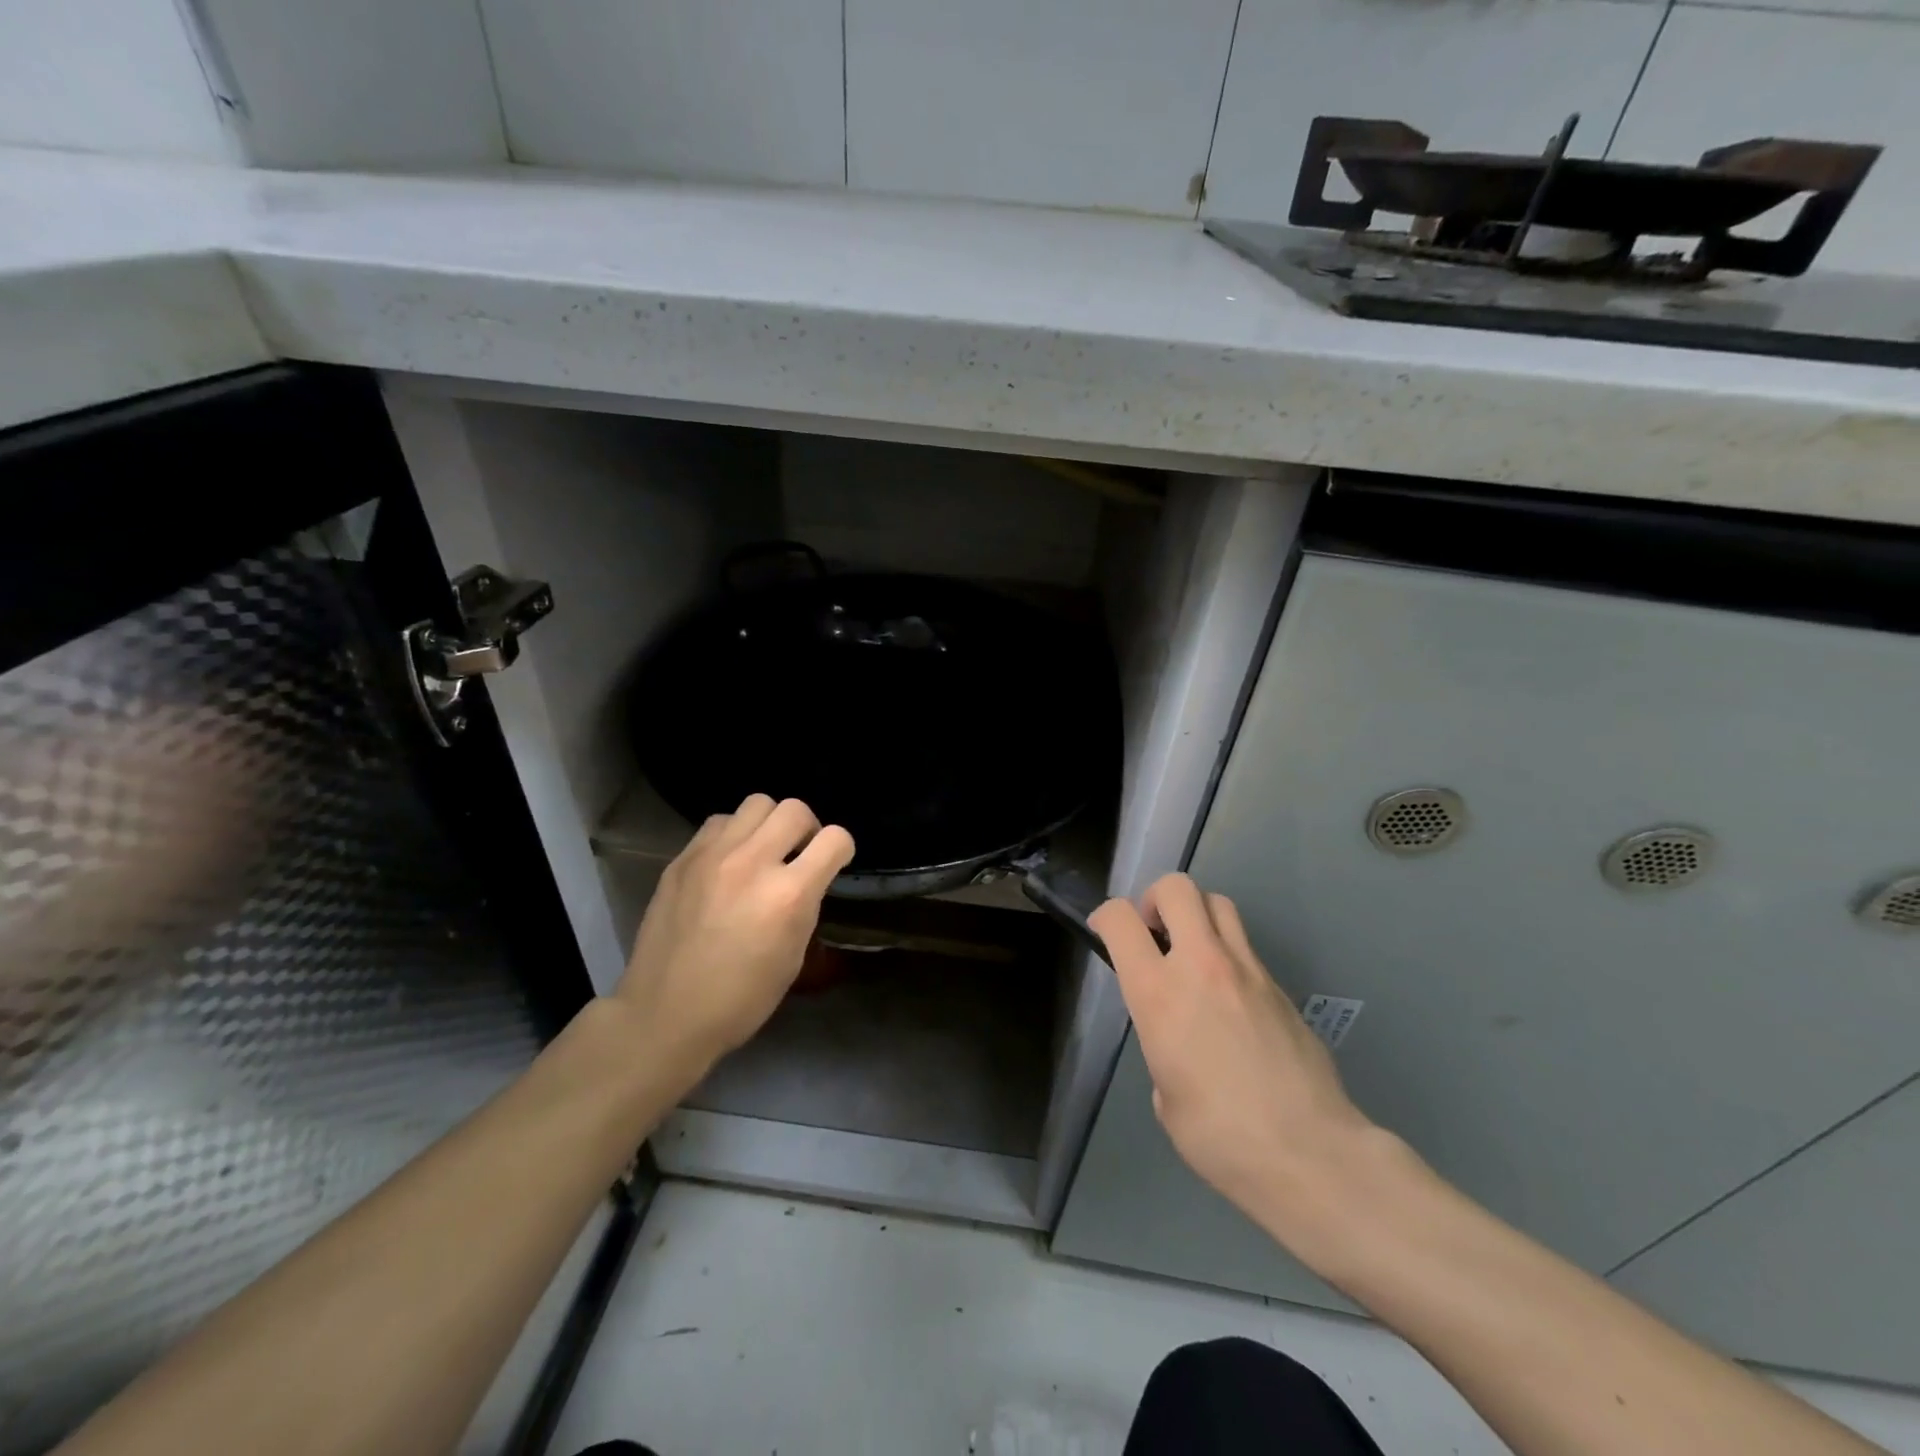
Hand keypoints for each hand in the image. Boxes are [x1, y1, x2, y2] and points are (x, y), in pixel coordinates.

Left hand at [613, 794, 853, 1075]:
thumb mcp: (793, 957)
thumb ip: (805, 905)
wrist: (665, 1015)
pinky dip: (734, 834)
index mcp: (789, 895)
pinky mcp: (682, 858)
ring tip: (761, 851)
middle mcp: (753, 863)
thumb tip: (807, 880)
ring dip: (769, 824)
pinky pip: (720, 822)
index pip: (835, 839)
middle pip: (795, 809)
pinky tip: (728, 861)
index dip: (841, 850)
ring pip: (757, 803)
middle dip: (807, 829)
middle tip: (798, 854)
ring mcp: (713, 856)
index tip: (833, 863)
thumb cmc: (741, 999)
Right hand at [1091, 873, 1379, 1242]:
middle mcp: (1202, 965)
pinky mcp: (1281, 986)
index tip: (1105, 932)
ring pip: (1218, 903)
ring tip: (1192, 951)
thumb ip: (1162, 1047)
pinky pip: (1246, 947)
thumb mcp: (1166, 1096)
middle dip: (1156, 898)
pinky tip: (1230, 997)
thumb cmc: (1220, 1137)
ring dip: (1196, 915)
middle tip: (1154, 932)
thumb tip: (1178, 1042)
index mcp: (1159, 994)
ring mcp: (1248, 970)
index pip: (1122, 920)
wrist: (1310, 1154)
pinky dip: (1228, 953)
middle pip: (1177, 888)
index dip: (1106, 916)